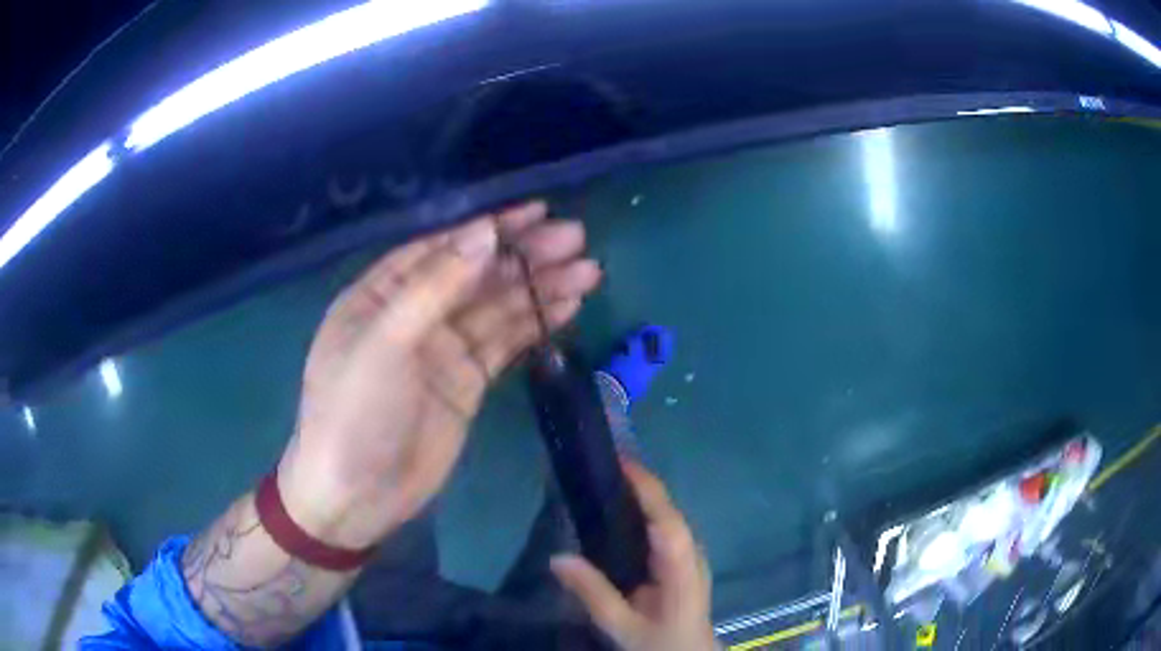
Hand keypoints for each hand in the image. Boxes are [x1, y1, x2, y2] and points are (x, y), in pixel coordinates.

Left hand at [278, 201, 600, 547]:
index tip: (536, 213)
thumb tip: (485, 232)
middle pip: (476, 275)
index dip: (487, 229)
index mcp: (380, 294)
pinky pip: (505, 344)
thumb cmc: (354, 413)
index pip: (441, 249)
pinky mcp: (466, 383)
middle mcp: (413, 314)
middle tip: (576, 239)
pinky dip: (535, 325)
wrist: (357, 496)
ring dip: (540, 288)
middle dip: (524, 255)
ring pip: (497, 308)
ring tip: (588, 271)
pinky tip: (567, 307)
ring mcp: (442, 349)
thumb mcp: (385, 343)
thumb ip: (434, 286)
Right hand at [552, 461, 716, 650]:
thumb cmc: (659, 642)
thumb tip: (557, 558)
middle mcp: (691, 554)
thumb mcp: (622, 625)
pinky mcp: (683, 559)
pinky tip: (620, 508)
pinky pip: (665, 527)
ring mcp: (690, 555)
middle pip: (669, 511)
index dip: (648, 490)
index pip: (668, 522)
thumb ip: (593, 593)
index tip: (620, 462)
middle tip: (602, 461)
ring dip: (643, 493)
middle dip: (641, 482)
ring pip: (669, 516)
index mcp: (681, 569)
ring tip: (606, 474)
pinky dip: (645, 510)